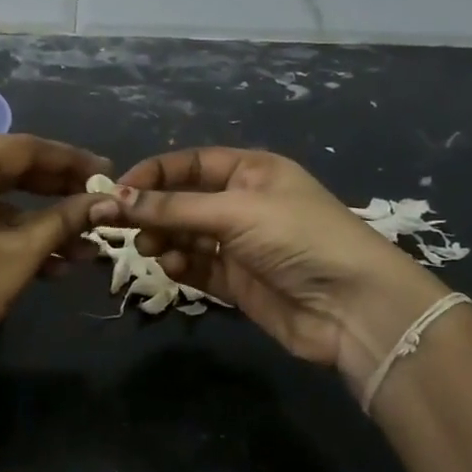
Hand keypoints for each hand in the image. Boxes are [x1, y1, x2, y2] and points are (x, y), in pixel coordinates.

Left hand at [0, 134, 109, 386]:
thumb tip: (106, 202)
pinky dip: (13, 236)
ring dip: (42, 223)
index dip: (72, 160)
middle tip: (100, 203)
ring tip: (87, 247)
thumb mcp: (19, 255)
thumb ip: (64, 220)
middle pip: (11, 170)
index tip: (108, 172)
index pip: (25, 148)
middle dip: (59, 191)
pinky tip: (54, 264)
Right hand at [91, 147, 449, 388]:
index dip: (154, 173)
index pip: (191, 163)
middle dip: (154, 211)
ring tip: (151, 249)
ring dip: (164, 240)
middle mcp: (243, 203)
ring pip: (185, 236)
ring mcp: (240, 244)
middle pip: (183, 201)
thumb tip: (117, 196)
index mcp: (251, 171)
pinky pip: (197, 266)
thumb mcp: (234, 211)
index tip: (119, 190)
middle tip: (124, 227)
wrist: (353, 308)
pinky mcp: (237, 282)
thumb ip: (173, 207)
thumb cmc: (298, 238)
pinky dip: (180, 265)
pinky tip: (173, 268)